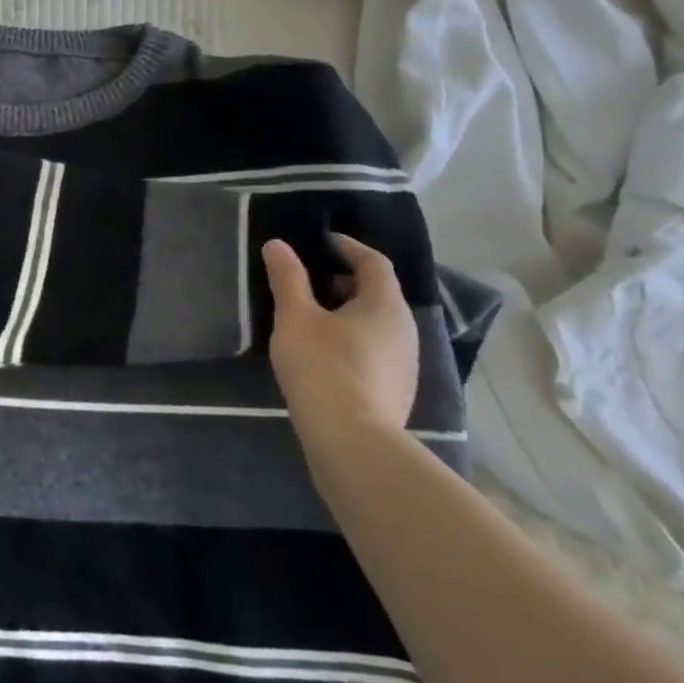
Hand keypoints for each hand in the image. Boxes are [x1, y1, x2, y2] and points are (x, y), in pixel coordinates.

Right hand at [261, 233, 418, 457]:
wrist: (352, 440)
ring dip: (346, 312)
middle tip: (308, 280)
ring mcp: (404, 364)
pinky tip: (322, 354)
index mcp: (385, 305)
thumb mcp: (295, 317)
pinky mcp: (395, 390)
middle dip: (344, 281)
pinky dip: (351, 339)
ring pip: (376, 324)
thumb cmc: (323, 367)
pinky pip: (374, 349)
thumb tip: (278, 245)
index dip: (348, 247)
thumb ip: (287, 278)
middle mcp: (405, 330)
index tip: (321, 241)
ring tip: (309, 317)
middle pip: (378, 293)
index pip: (374, 262)